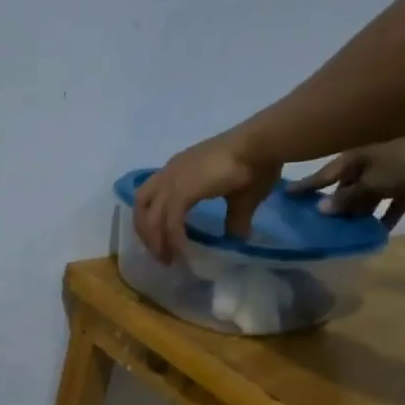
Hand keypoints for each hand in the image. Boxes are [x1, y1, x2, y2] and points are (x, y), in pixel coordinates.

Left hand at [134, 131, 281, 264]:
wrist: (263, 144)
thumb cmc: (256, 164)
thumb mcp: (241, 199)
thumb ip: (235, 219)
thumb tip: (239, 237)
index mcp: (179, 169)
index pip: (151, 196)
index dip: (151, 220)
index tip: (160, 241)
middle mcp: (170, 172)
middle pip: (141, 207)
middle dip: (146, 234)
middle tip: (159, 255)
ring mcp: (174, 180)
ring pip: (151, 218)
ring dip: (156, 242)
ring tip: (167, 260)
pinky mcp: (182, 190)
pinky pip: (170, 222)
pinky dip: (173, 239)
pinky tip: (182, 252)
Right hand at [298, 135, 404, 227]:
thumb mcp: (373, 183)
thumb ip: (348, 198)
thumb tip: (321, 208)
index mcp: (354, 158)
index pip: (322, 175)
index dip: (305, 186)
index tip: (285, 196)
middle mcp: (368, 162)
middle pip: (344, 187)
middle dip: (333, 204)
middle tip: (316, 225)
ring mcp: (390, 169)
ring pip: (367, 195)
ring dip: (359, 213)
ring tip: (344, 234)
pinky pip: (392, 200)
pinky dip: (386, 214)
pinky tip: (378, 233)